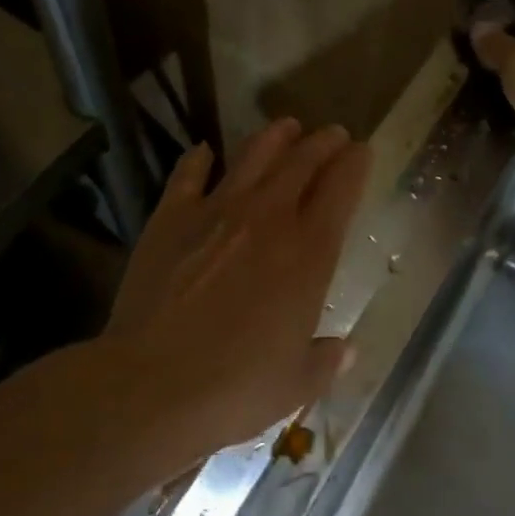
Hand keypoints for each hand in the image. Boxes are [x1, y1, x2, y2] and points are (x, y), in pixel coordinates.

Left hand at [102, 118, 372, 463]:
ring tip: (287, 127)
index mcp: (309, 254)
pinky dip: (198, 160)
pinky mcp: (171, 218)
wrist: (152, 385)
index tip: (362, 150)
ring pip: (253, 156)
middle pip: (303, 163)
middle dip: (323, 143)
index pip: (341, 190)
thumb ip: (326, 361)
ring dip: (275, 138)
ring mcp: (216, 212)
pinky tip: (204, 151)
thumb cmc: (237, 389)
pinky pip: (188, 175)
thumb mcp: (297, 383)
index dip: (355, 165)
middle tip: (333, 134)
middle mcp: (268, 219)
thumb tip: (345, 351)